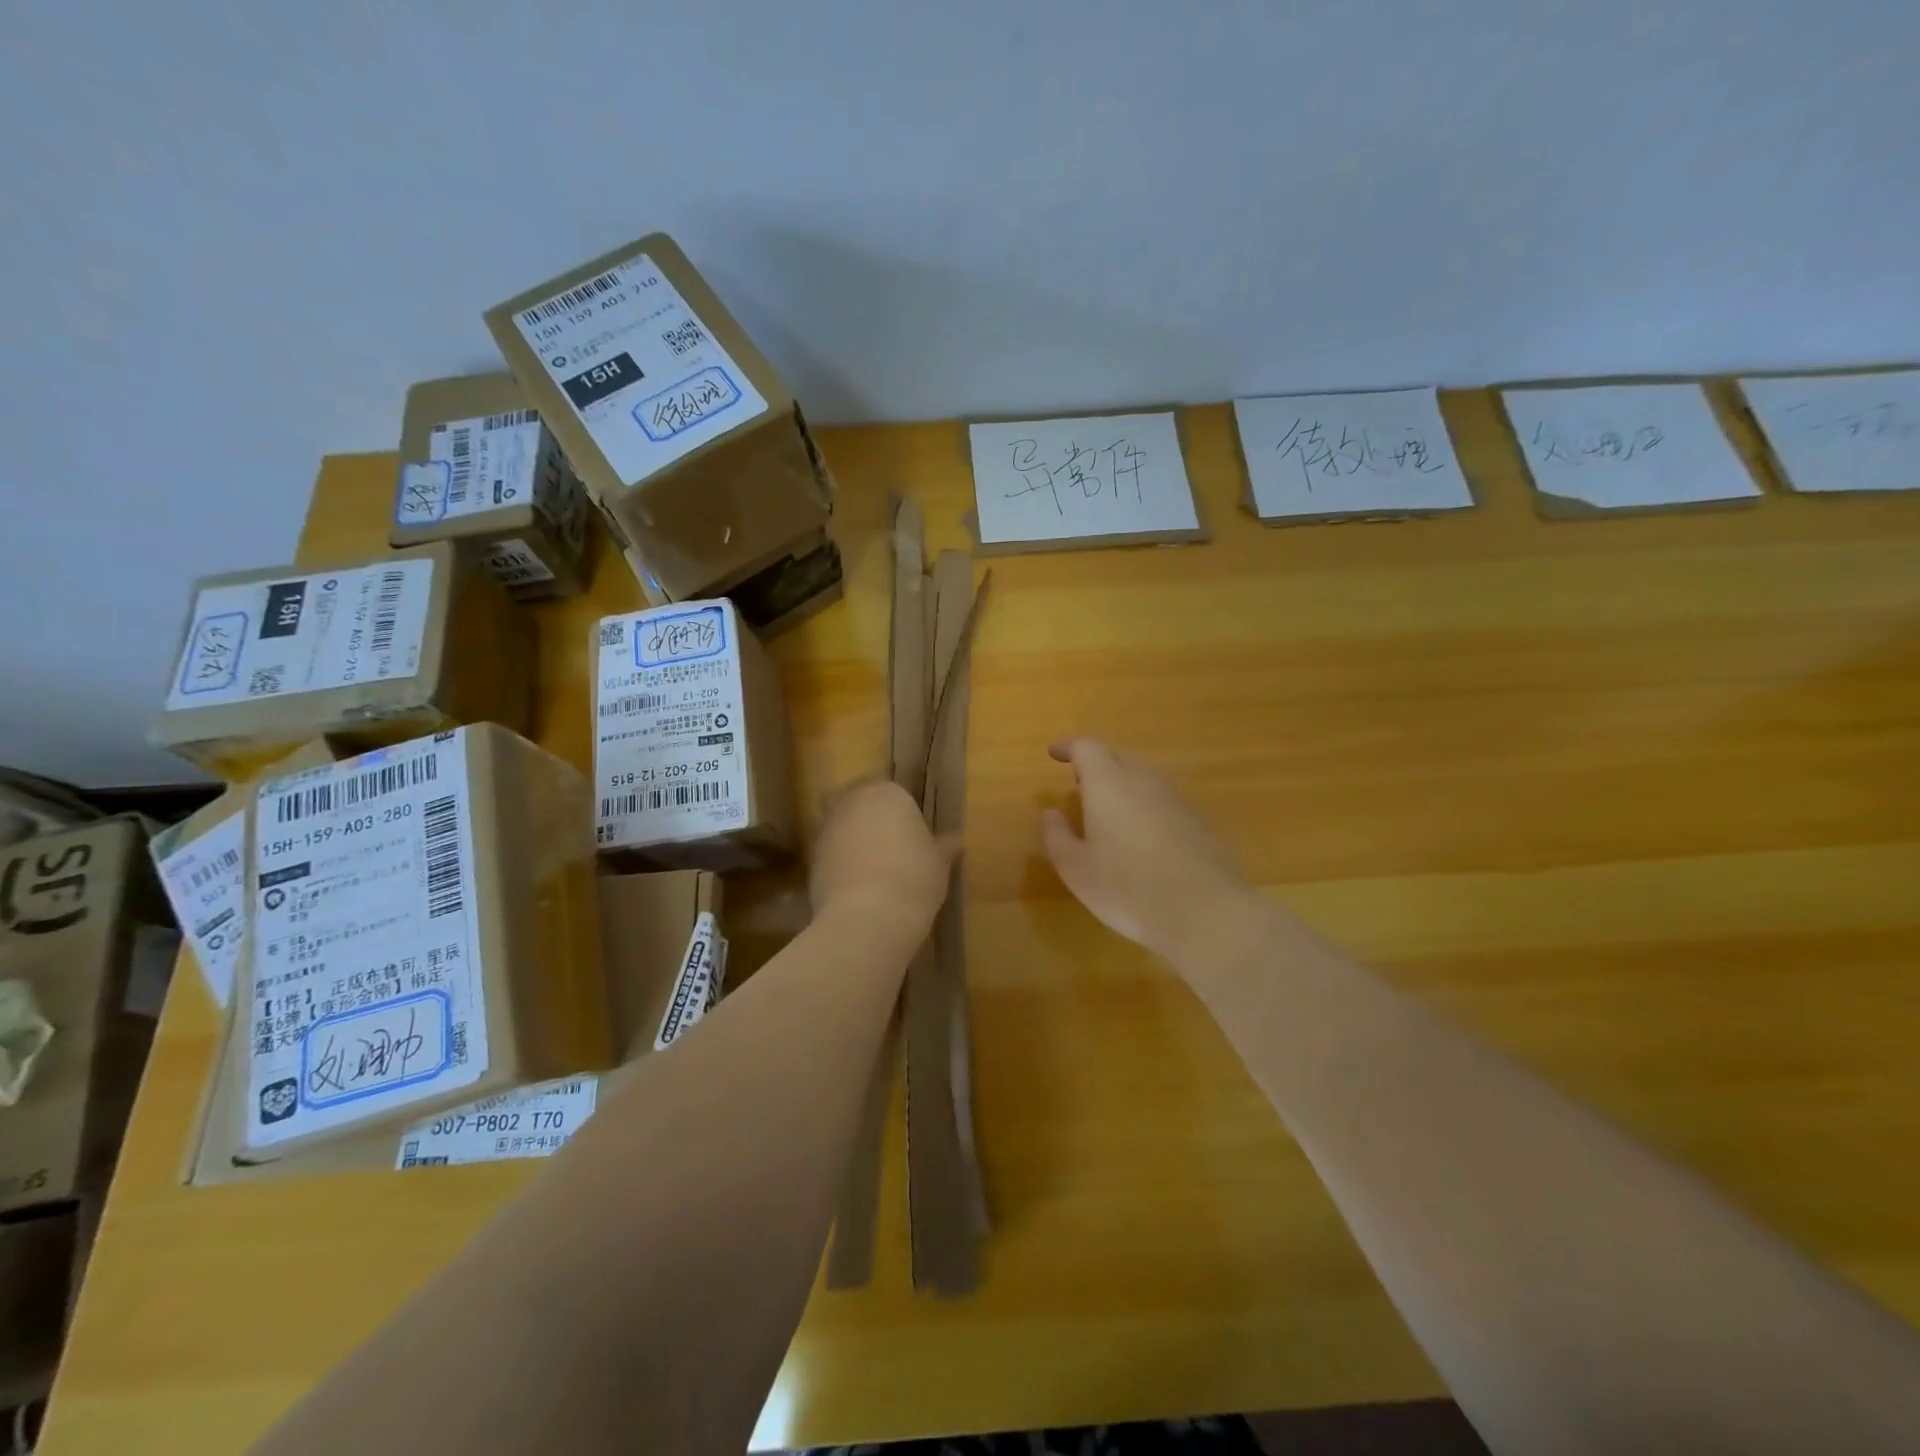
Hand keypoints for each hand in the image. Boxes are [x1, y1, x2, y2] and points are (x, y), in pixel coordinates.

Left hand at [810, 779, 956, 933]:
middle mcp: (852, 802)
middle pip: (858, 801)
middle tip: (889, 845)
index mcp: (887, 793)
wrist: (867, 917)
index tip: (912, 835)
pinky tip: (856, 886)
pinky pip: (829, 853)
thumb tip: (956, 841)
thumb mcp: (939, 863)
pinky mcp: (810, 858)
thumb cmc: (913, 878)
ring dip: (851, 839)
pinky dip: (839, 863)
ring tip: (872, 869)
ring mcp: (826, 829)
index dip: (902, 813)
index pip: (893, 792)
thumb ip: (944, 847)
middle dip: (869, 818)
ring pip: (840, 825)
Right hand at [1042, 738, 1247, 960]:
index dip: (1068, 746)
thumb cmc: (1127, 887)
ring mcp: (1175, 798)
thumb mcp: (1076, 868)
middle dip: (1095, 764)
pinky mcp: (1197, 820)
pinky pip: (1162, 800)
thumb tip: (1051, 813)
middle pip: (1117, 757)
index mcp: (1108, 783)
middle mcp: (1143, 780)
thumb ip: (1057, 836)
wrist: (1203, 910)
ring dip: (1121, 784)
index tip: (1054, 754)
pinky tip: (1140, 836)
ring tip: (1107, 810)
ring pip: (1143, 777)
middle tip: (1078, 783)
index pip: (1086, 747)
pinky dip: (1144, 805)